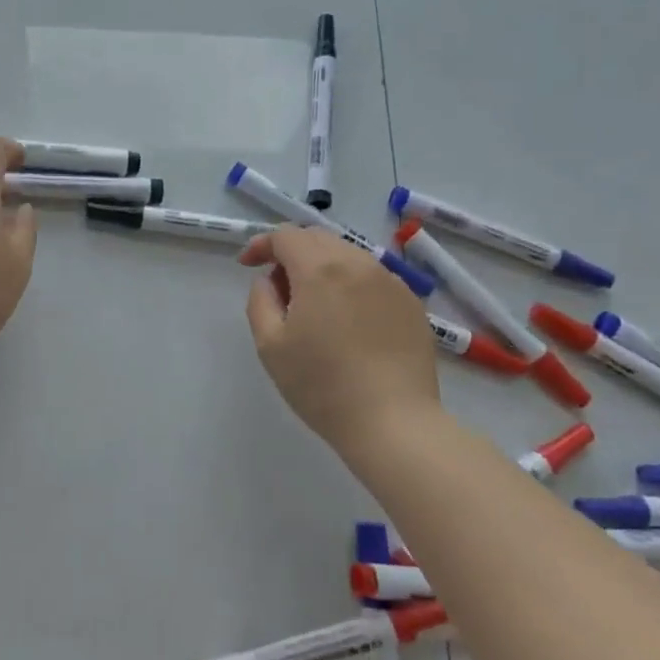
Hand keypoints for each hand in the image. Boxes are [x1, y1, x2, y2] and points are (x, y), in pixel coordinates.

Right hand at [239, 227, 440, 444]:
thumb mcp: (270, 345)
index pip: (285, 235)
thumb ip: (261, 301)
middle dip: (291, 252)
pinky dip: (351, 283)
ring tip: (314, 304)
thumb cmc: (322, 386)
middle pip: (317, 238)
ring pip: (348, 254)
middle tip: (280, 287)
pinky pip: (373, 277)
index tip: (248, 265)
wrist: (394, 423)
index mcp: (319, 269)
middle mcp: (358, 263)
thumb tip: (270, 281)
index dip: (262, 244)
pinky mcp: (411, 303)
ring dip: (322, 266)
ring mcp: (390, 281)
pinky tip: (348, 319)